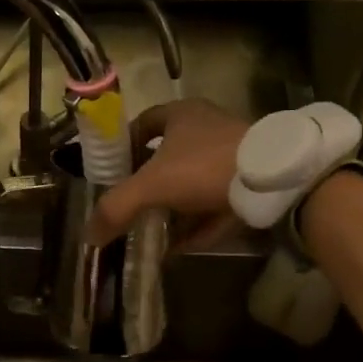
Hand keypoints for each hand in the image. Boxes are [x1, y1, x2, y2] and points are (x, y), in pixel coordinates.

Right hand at [88, 99, 249, 247]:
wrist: (273, 181)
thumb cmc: (204, 167)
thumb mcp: (152, 185)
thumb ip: (117, 207)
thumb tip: (89, 234)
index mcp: (181, 114)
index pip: (144, 123)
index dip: (125, 145)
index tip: (113, 171)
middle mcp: (207, 129)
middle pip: (168, 156)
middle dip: (149, 183)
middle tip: (131, 206)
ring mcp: (231, 155)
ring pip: (193, 183)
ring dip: (173, 208)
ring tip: (152, 231)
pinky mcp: (249, 183)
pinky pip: (214, 205)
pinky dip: (197, 224)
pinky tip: (181, 247)